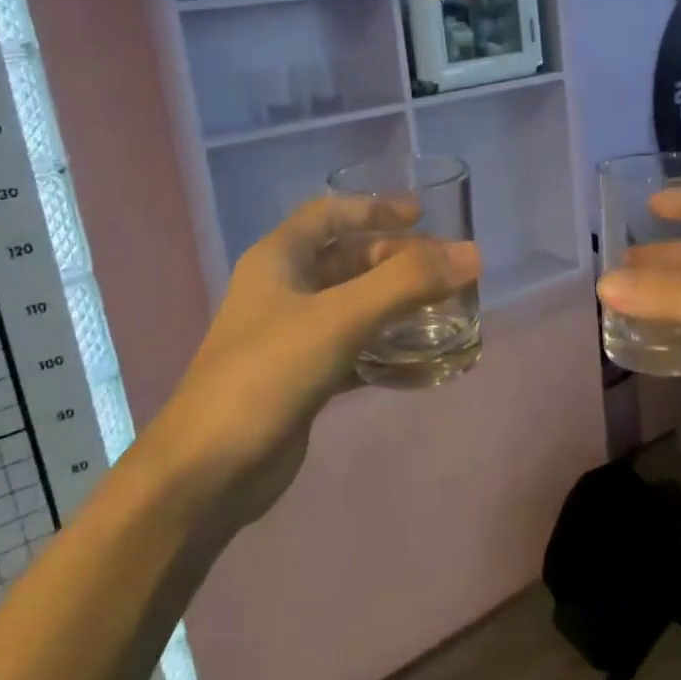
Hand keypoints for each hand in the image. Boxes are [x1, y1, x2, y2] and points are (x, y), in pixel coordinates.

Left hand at [148, 197, 478, 534]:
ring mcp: (290, 337)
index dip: (375, 208)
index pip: (330, 215)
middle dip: (395, 260)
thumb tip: (472, 254)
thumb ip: (407, 283)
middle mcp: (282, 291)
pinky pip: (352, 349)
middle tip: (446, 270)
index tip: (423, 216)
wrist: (208, 470)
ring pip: (352, 306)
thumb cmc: (268, 374)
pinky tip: (418, 358)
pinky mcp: (302, 378)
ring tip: (443, 309)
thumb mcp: (340, 318)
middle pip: (346, 260)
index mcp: (278, 260)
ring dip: (394, 304)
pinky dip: (383, 348)